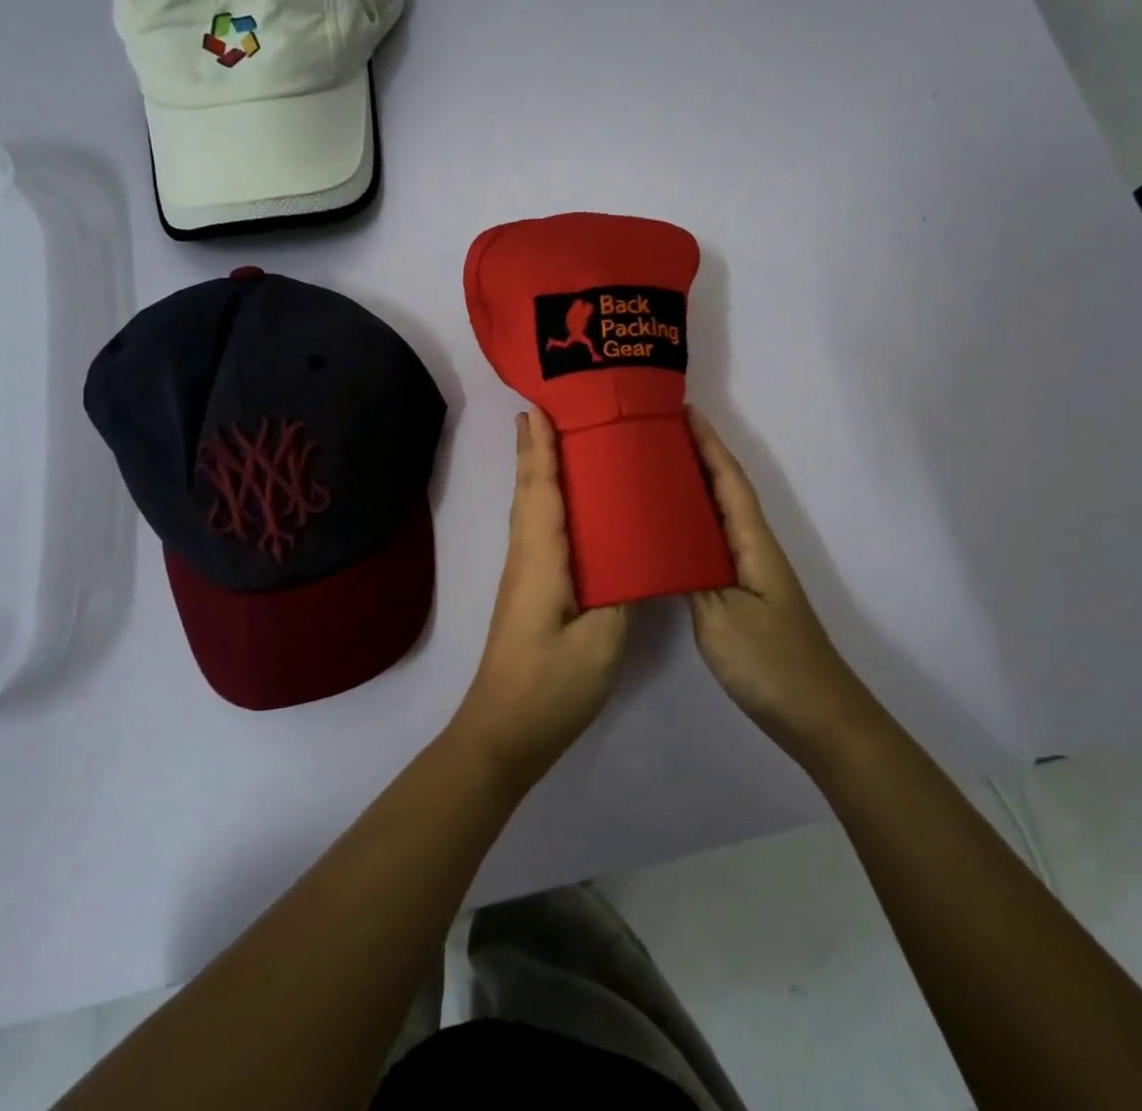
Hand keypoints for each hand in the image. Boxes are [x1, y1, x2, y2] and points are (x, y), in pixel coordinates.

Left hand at [450, 410, 631, 784]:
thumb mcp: (601, 642)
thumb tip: (638, 554)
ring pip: (529, 510)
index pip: (542, 490)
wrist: (503, 733)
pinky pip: (536, 530)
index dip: (541, 448)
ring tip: (552, 440)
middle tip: (543, 408)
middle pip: (528, 491)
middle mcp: (527, 557)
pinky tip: (561, 504)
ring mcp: (524, 576)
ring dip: (536, 470)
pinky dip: (543, 501)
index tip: (539, 407)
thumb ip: (622, 592)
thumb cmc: (551, 685)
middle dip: (533, 448)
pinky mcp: (529, 592)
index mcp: (543, 560)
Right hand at [686, 407, 880, 766]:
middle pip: (725, 491)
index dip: (708, 443)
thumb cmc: (770, 662)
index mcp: (752, 544)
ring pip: (718, 518)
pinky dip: (691, 528)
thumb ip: (687, 576)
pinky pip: (713, 547)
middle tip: (655, 434)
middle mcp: (754, 550)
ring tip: (654, 472)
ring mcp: (750, 575)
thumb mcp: (719, 618)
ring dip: (693, 489)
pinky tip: (668, 536)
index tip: (684, 409)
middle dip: (698, 457)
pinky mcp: (743, 598)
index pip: (728, 480)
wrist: (818, 716)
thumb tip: (659, 543)